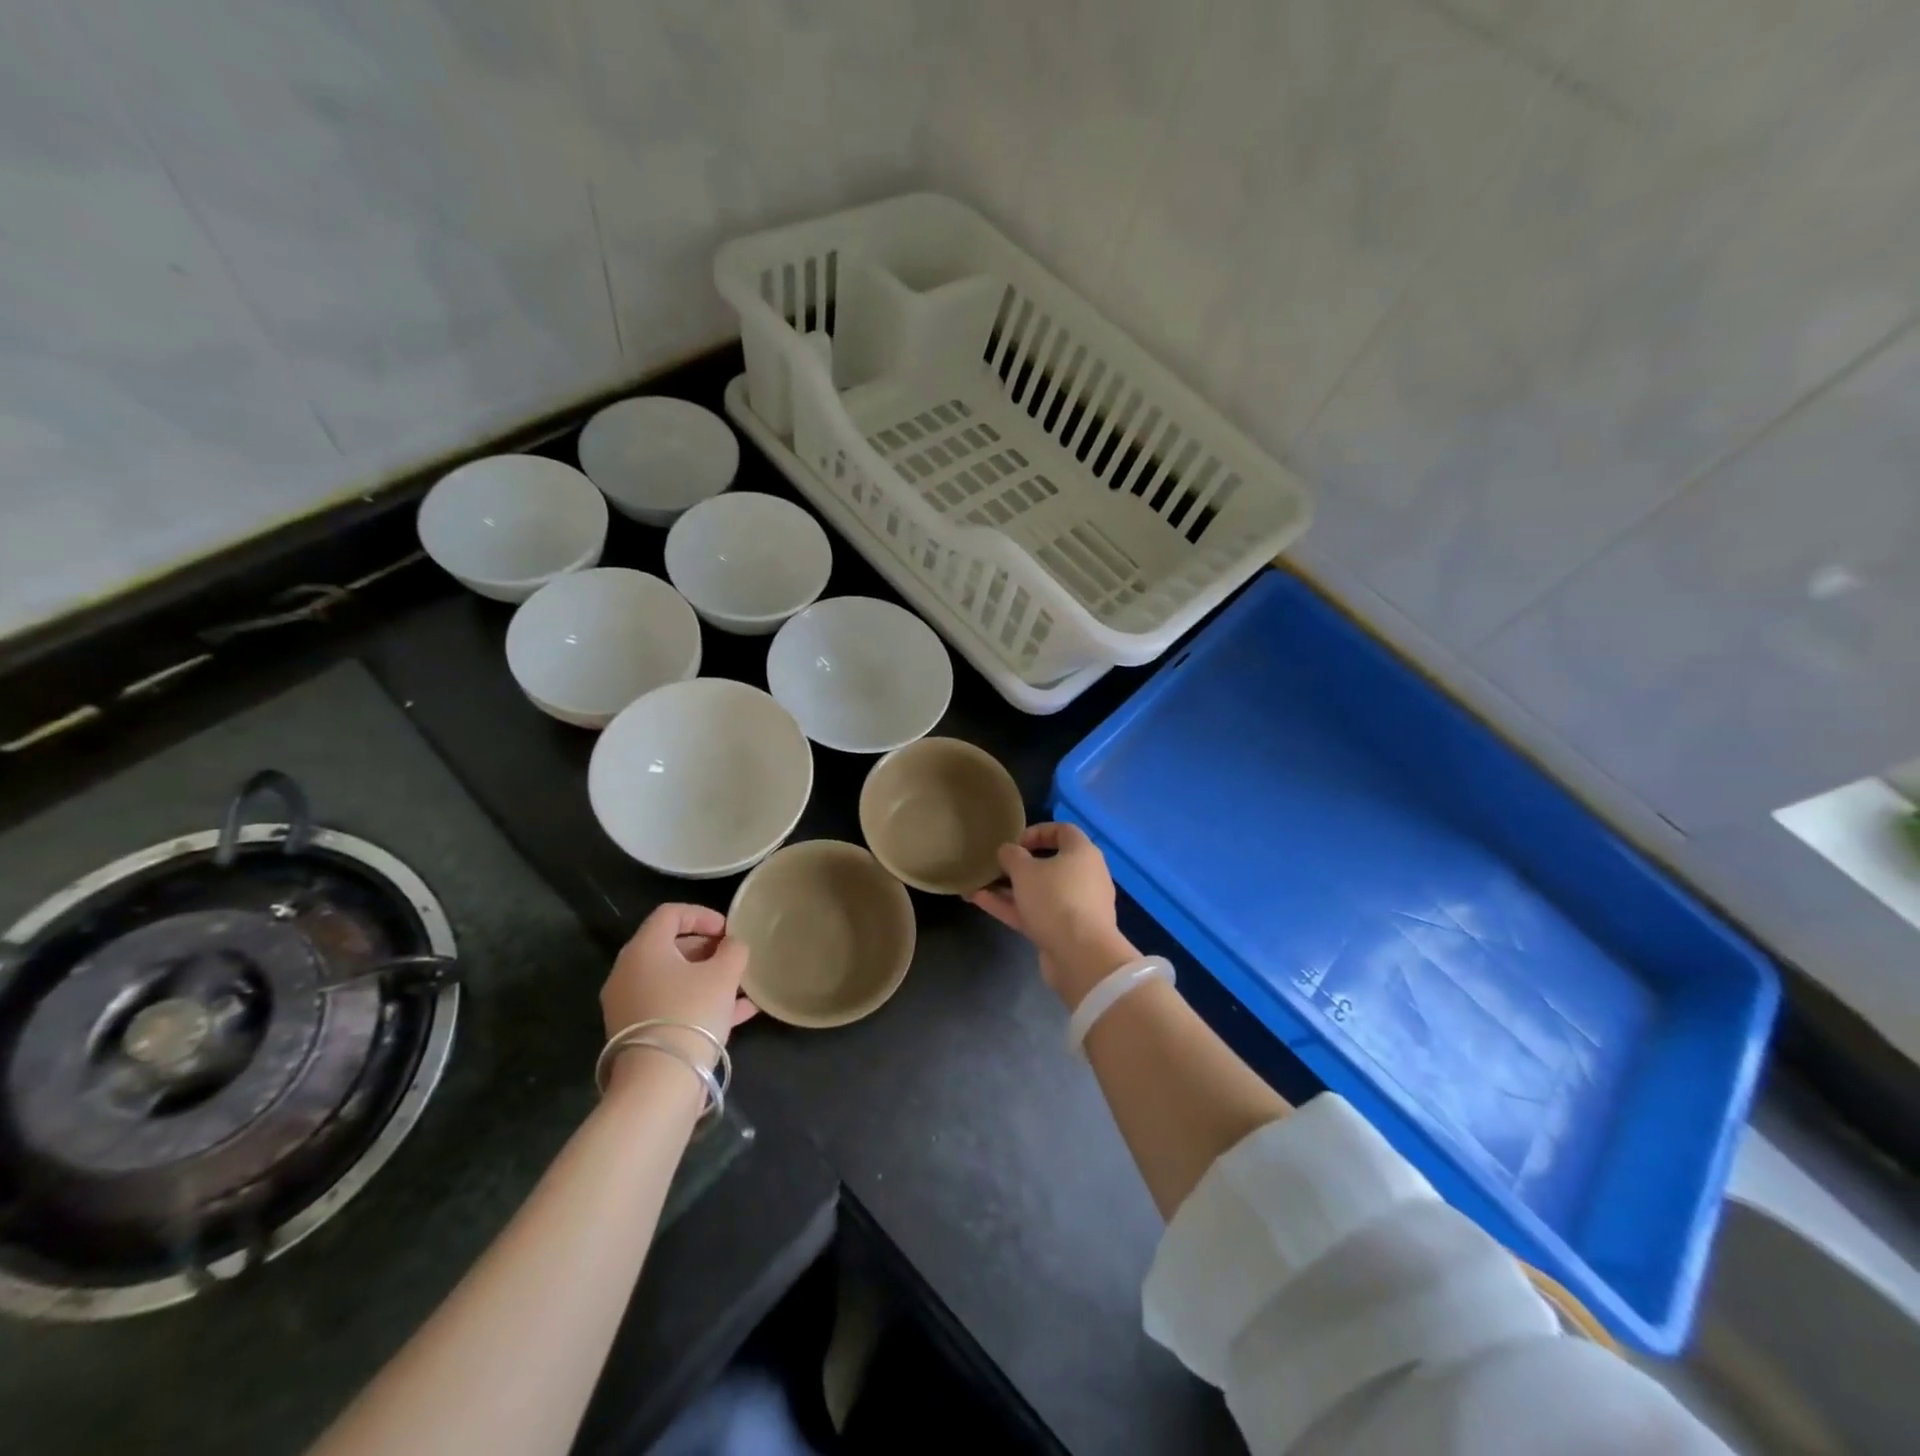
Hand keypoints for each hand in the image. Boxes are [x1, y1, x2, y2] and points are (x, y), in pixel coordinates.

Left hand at [600, 905, 756, 1077]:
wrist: (659, 1083)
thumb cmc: (691, 1013)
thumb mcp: (724, 974)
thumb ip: (733, 950)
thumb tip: (731, 945)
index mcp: (644, 949)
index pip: (670, 914)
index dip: (703, 915)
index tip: (728, 931)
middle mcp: (628, 973)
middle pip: (670, 947)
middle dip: (706, 949)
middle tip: (734, 958)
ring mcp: (629, 1006)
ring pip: (673, 980)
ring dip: (707, 978)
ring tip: (741, 986)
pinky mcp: (637, 1034)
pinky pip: (671, 1006)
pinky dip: (699, 1003)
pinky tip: (739, 1013)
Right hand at [968, 823, 1135, 1007]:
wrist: (1081, 956)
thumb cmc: (1055, 899)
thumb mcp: (1025, 870)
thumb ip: (1011, 855)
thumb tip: (1008, 852)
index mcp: (1082, 853)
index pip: (1063, 831)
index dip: (1037, 831)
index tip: (1014, 842)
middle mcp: (1084, 876)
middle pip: (1049, 863)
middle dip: (1018, 865)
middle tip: (995, 865)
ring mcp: (1075, 906)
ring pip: (1039, 891)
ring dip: (1009, 888)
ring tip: (977, 884)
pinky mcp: (1065, 931)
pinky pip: (1036, 912)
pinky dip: (1011, 906)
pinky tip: (980, 901)